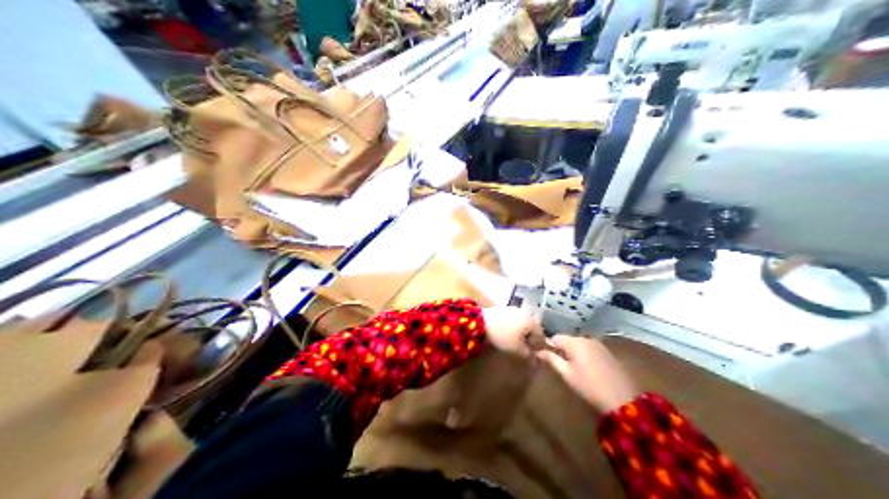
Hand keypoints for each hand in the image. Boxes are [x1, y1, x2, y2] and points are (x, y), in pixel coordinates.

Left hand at [484, 305, 536, 355]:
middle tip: (522, 351)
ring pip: (517, 323)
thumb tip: (535, 360)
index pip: (540, 335)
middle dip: (527, 339)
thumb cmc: (502, 338)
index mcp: (531, 320)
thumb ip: (529, 356)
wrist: (476, 324)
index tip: (533, 357)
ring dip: (516, 334)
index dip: (538, 348)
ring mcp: (508, 308)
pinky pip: (506, 321)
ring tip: (510, 344)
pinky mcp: (496, 309)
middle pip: (529, 328)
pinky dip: (506, 329)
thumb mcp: (518, 352)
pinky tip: (500, 336)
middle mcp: (522, 311)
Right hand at [533, 336, 639, 412]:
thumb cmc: (589, 386)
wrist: (622, 398)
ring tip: (570, 367)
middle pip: (568, 339)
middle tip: (557, 363)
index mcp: (575, 342)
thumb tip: (539, 351)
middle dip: (561, 349)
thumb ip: (552, 360)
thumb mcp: (567, 374)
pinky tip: (585, 368)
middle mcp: (587, 339)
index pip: (555, 337)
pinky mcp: (608, 353)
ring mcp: (600, 345)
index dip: (548, 345)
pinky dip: (584, 355)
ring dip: (573, 352)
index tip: (544, 356)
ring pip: (580, 344)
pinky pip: (590, 349)